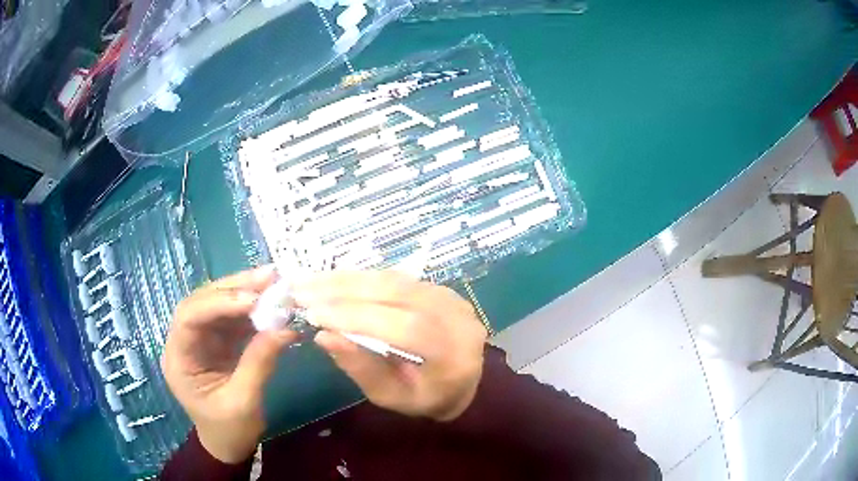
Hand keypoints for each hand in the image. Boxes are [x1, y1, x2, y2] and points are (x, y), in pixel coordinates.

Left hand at [162, 266, 296, 462]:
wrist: (229, 445)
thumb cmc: (230, 430)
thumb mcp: (244, 402)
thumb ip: (259, 363)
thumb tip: (285, 328)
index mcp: (179, 359)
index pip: (189, 317)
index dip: (218, 303)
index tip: (253, 300)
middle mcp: (185, 341)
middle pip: (202, 302)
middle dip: (233, 288)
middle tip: (267, 277)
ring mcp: (202, 339)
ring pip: (218, 304)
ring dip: (245, 292)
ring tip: (273, 281)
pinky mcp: (218, 341)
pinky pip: (232, 317)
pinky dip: (252, 309)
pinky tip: (271, 302)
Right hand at [294, 271, 487, 421]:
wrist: (463, 380)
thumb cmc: (426, 397)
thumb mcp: (392, 397)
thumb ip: (361, 368)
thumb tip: (323, 336)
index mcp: (453, 355)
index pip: (406, 328)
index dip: (357, 317)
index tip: (314, 314)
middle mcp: (457, 317)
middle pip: (398, 294)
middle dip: (343, 291)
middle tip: (301, 291)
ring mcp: (450, 296)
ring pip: (393, 279)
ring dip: (346, 279)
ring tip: (308, 282)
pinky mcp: (437, 287)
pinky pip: (395, 277)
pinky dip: (360, 278)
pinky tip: (332, 279)